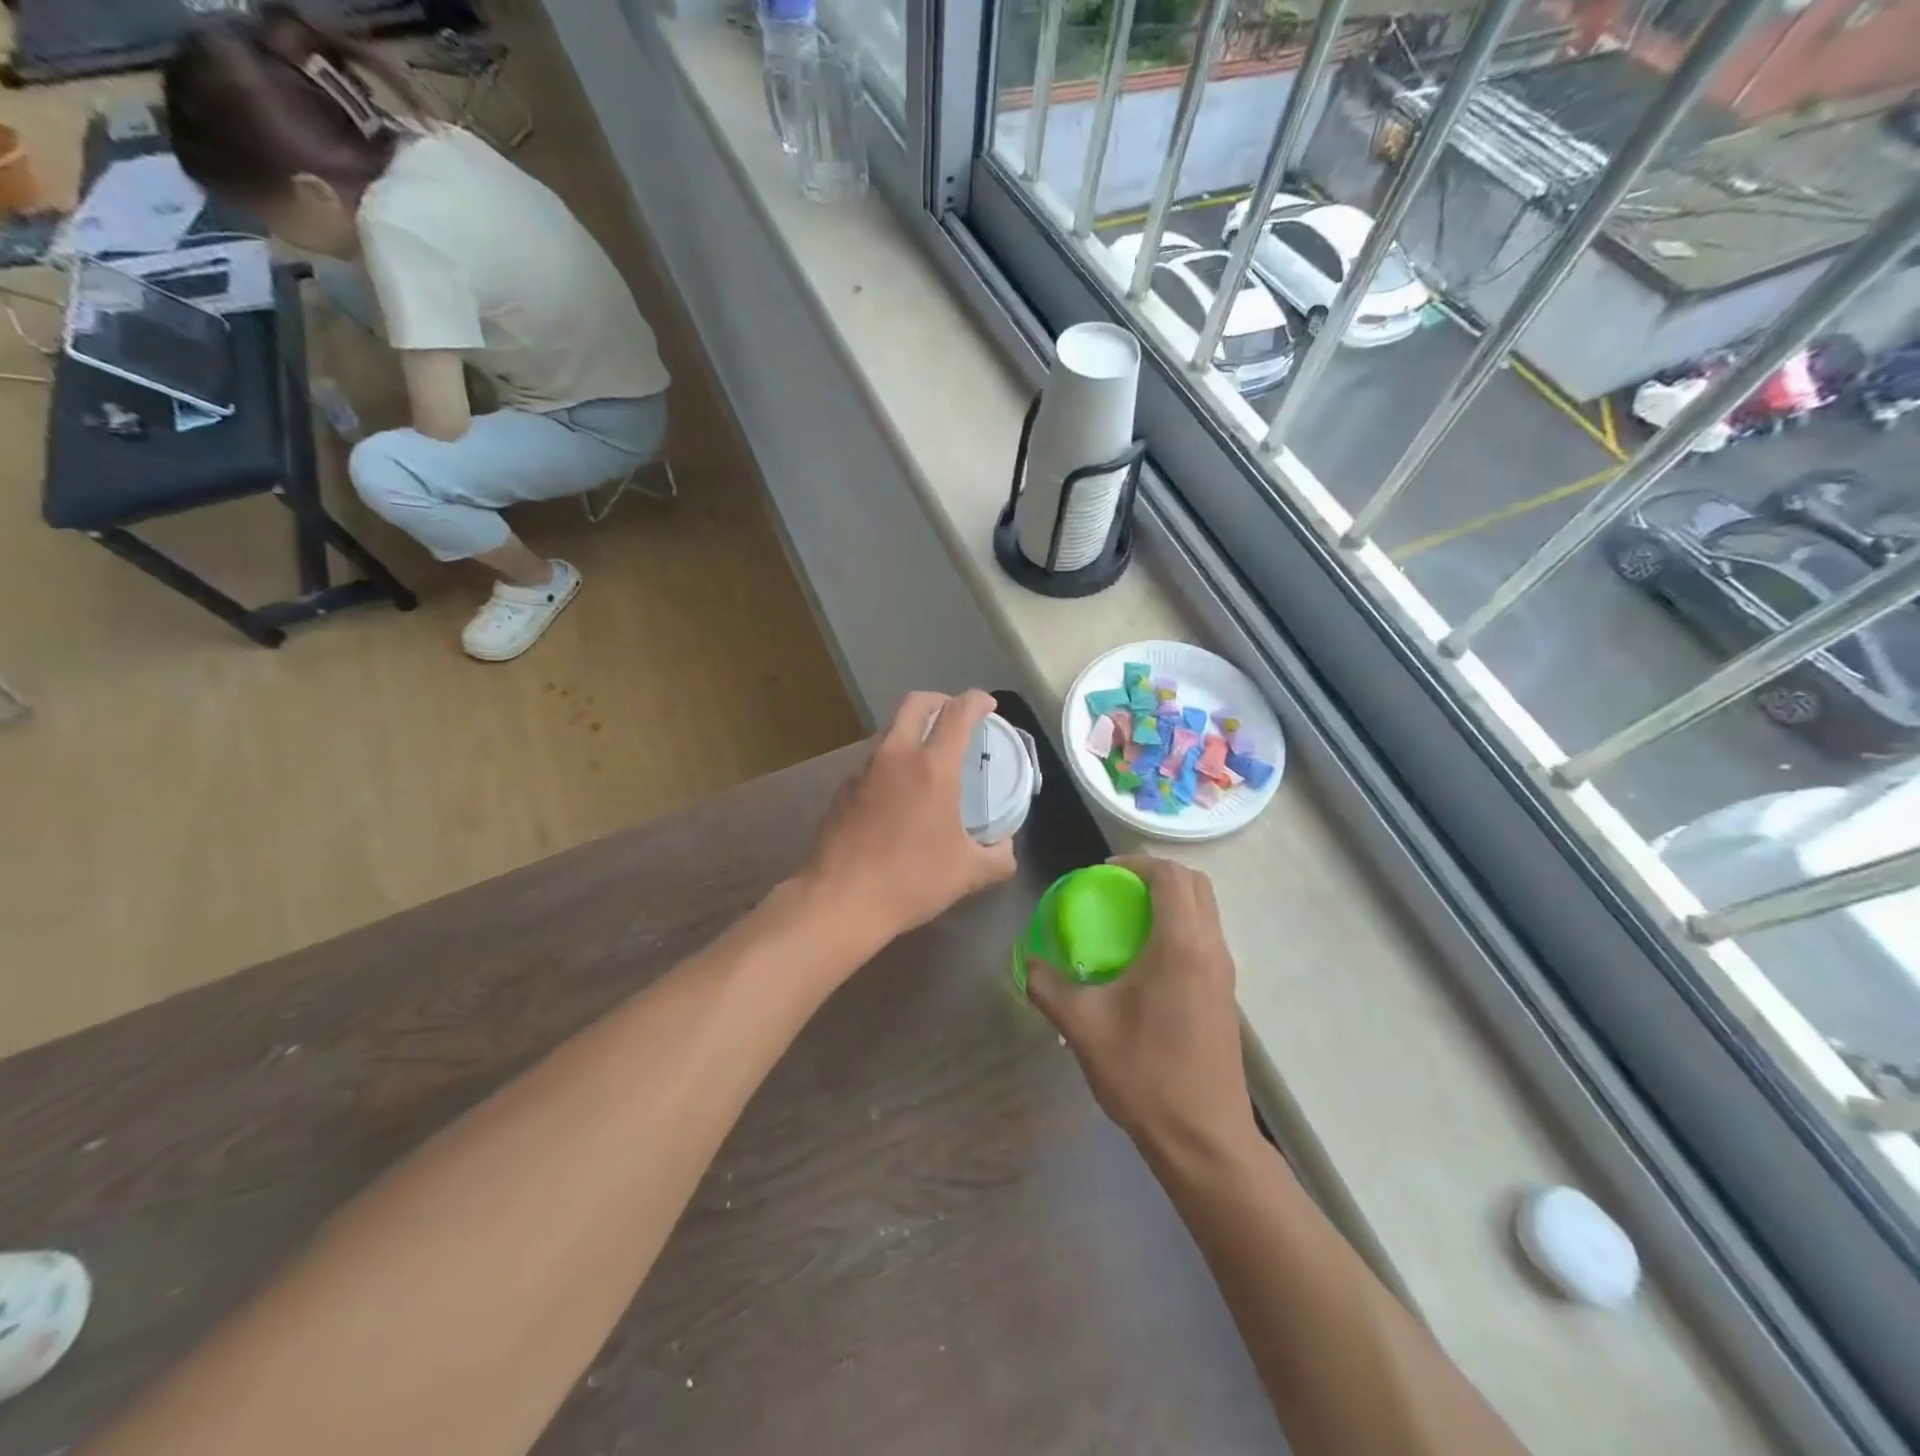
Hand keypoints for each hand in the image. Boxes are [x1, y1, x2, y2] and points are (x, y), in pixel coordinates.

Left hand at [798, 690, 1017, 945]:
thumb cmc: (910, 881)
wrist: (839, 900)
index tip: (987, 705)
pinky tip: (898, 794)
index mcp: (932, 767)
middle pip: (915, 703)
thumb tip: (1005, 847)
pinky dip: (891, 762)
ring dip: (912, 731)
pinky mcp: (842, 790)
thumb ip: (998, 856)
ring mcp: (863, 771)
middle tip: (955, 718)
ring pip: (890, 730)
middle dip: (939, 700)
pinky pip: (873, 761)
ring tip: (928, 759)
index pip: (958, 713)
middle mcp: (895, 756)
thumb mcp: (968, 874)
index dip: (977, 700)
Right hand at [1026, 856, 1256, 1162]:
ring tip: (1128, 921)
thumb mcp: (1083, 1028)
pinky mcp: (1225, 996)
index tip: (1104, 873)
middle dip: (1157, 875)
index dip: (1137, 863)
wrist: (1204, 1139)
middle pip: (1196, 885)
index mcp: (1181, 945)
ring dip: (1171, 901)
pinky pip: (1206, 938)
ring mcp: (1224, 973)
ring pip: (1205, 911)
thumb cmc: (1145, 1075)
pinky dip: (1179, 927)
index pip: (1171, 876)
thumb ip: (1048, 986)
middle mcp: (1211, 949)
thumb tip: (1027, 962)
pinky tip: (1145, 961)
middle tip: (1117, 889)